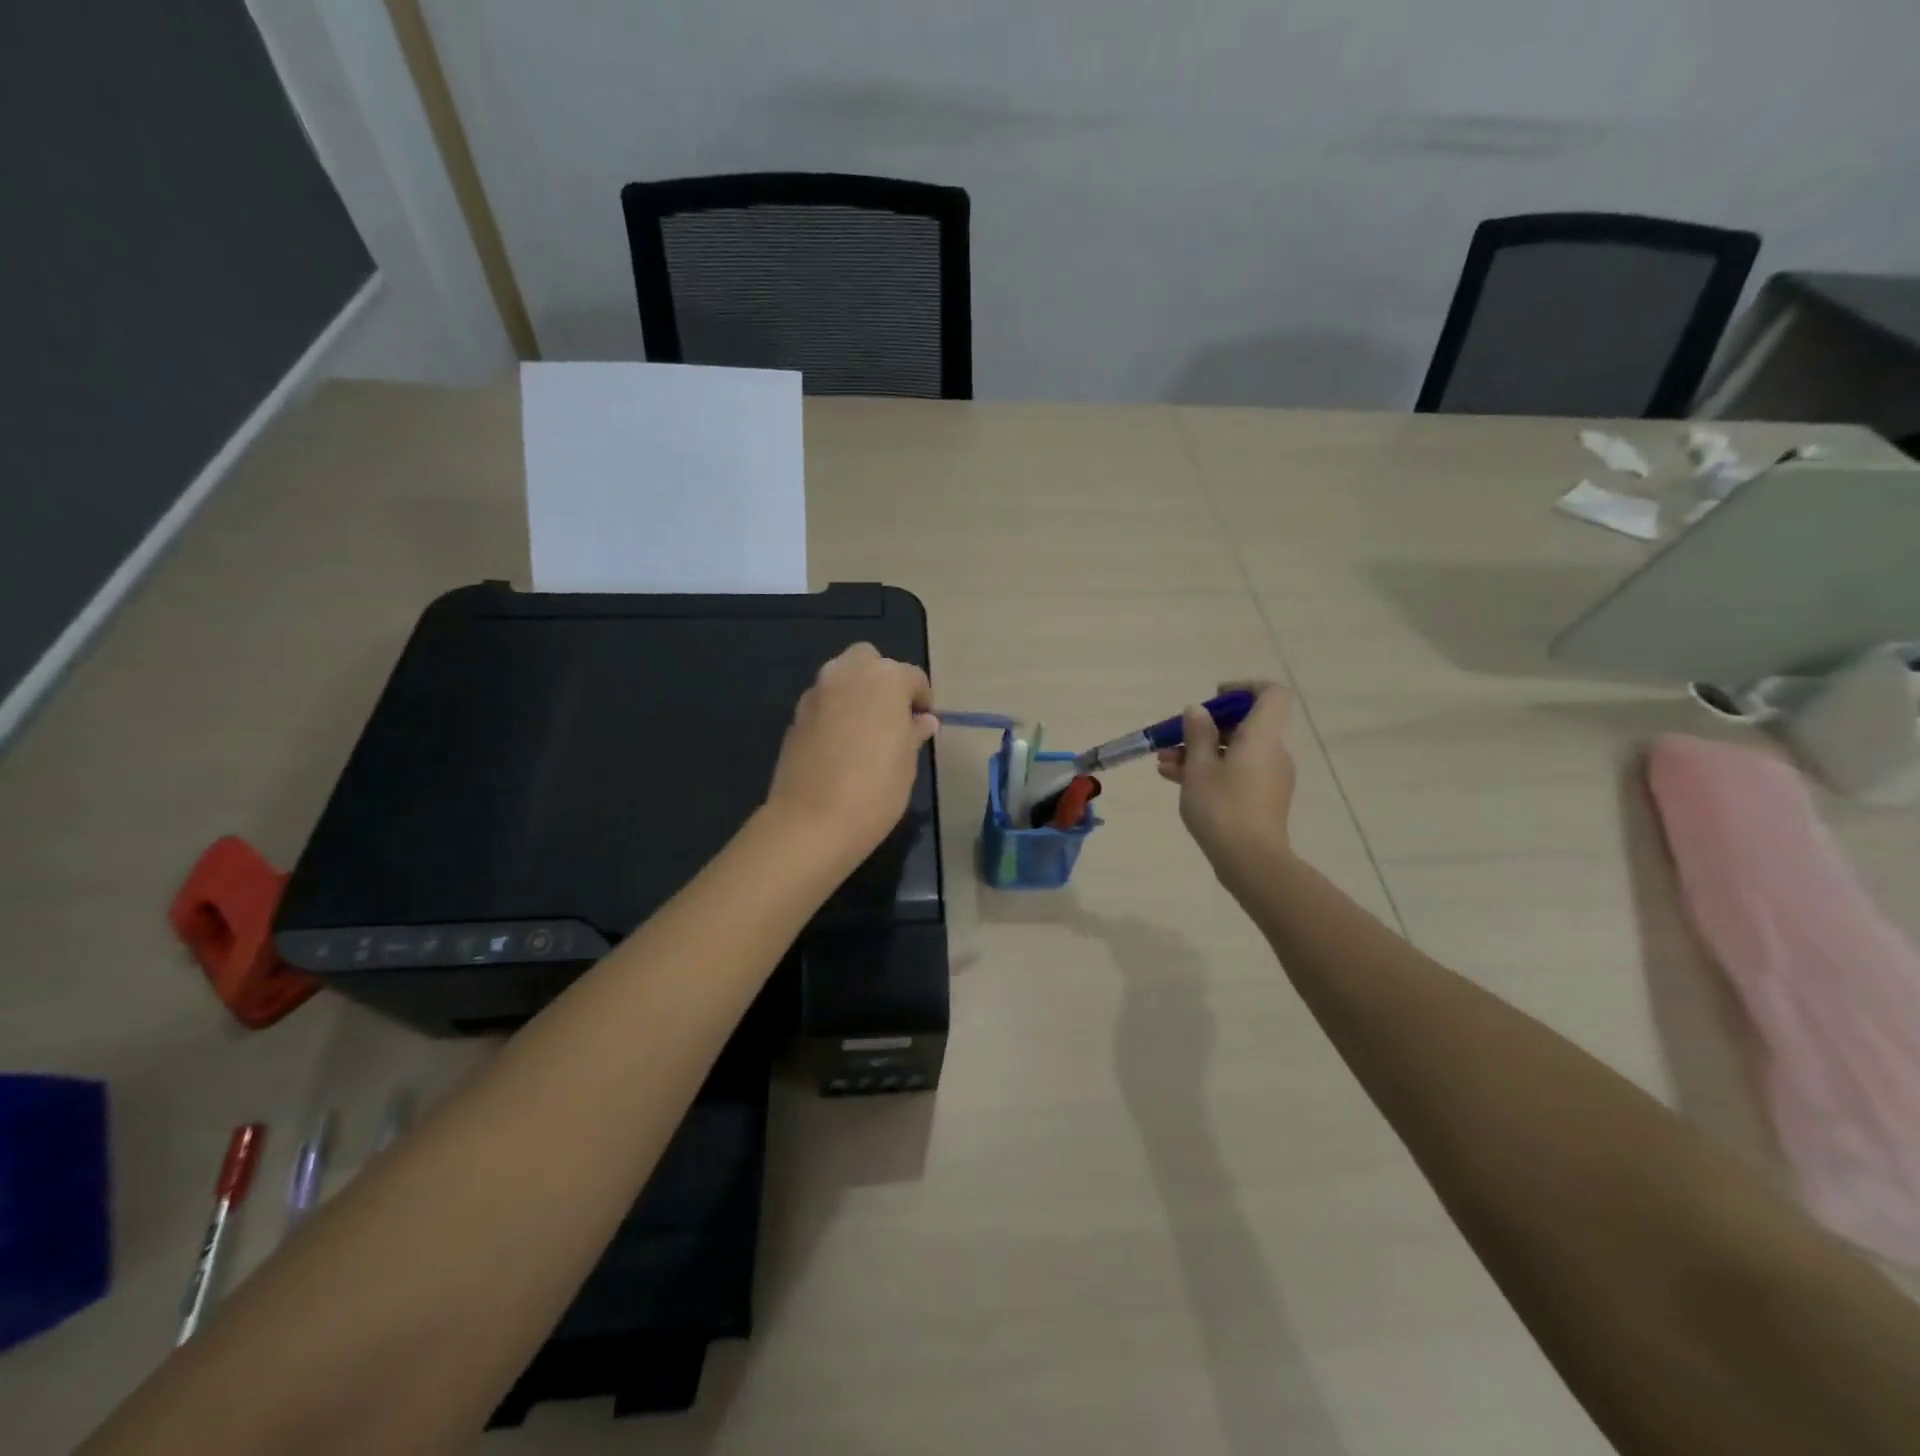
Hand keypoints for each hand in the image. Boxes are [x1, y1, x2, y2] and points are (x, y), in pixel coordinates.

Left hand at [764, 643, 936, 867]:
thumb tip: (922, 720)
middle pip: (869, 660)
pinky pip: (823, 703)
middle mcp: (847, 674)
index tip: (925, 722)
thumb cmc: (875, 789)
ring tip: (867, 729)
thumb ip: (913, 732)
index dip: (922, 699)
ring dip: (856, 693)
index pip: (912, 677)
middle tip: (892, 715)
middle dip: (882, 679)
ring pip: (841, 677)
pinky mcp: (796, 716)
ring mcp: (817, 693)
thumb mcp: (907, 762)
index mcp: (885, 679)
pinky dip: (835, 712)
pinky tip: (841, 745)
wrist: (811, 821)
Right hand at [1157, 682, 1296, 893]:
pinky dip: (1209, 771)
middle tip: (1173, 737)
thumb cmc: (1223, 807)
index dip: (1243, 688)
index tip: (1213, 698)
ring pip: (1234, 751)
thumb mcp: (1199, 767)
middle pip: (1244, 725)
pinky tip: (1175, 779)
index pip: (1271, 694)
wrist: (1250, 862)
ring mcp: (1269, 778)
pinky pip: (1235, 772)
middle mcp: (1272, 752)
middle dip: (1205, 727)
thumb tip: (1197, 710)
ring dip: (1199, 751)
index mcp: (1262, 736)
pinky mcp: (1261, 799)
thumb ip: (1197, 734)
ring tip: (1163, 763)